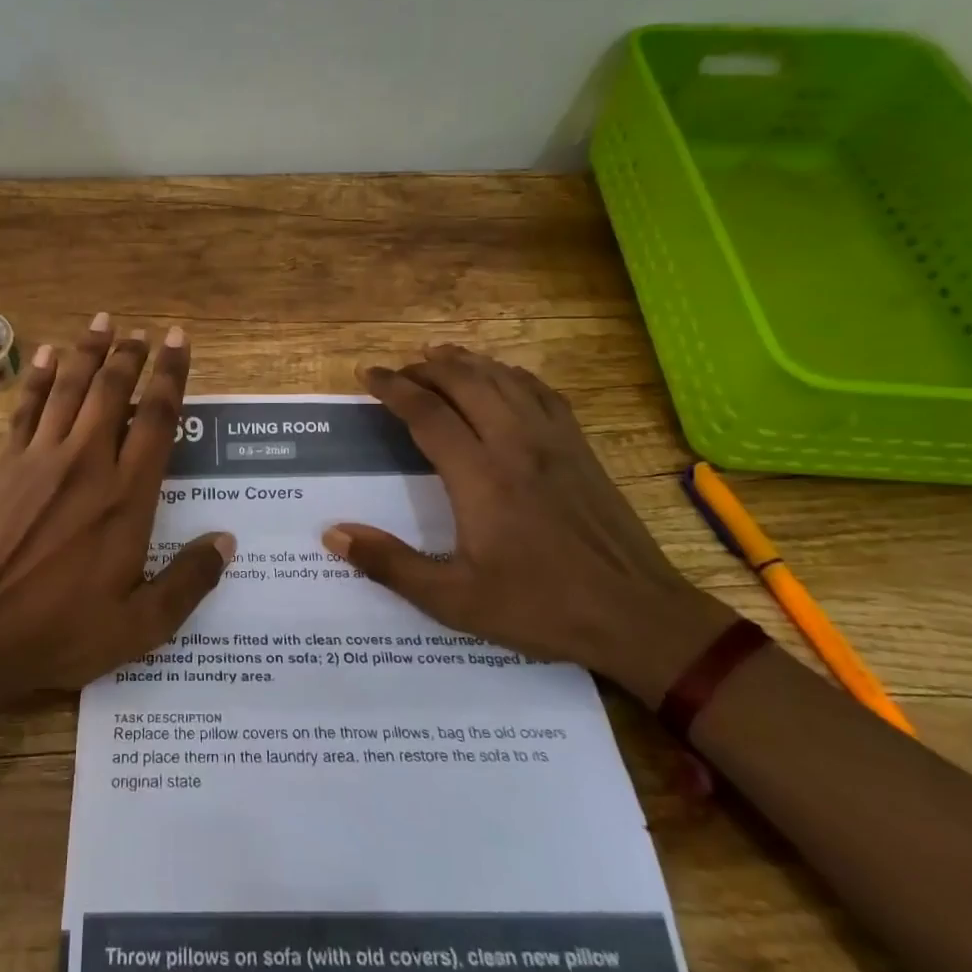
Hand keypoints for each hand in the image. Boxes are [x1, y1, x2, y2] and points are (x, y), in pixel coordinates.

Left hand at [0, 314, 233, 701]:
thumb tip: (226, 542)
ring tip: (104, 321)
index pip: (158, 419)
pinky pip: (27, 408)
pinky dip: (40, 377)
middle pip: (114, 391)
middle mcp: (87, 462)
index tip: (179, 341)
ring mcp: (40, 458)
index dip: (171, 375)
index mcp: (126, 496)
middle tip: (143, 330)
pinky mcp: (4, 464)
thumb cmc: (58, 631)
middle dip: (131, 354)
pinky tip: (49, 355)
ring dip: (89, 351)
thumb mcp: (139, 626)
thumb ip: (187, 582)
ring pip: (71, 388)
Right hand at [321, 344, 734, 702]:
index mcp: (480, 478)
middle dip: (427, 368)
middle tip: (400, 369)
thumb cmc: (540, 607)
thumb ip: (390, 565)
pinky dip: (512, 375)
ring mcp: (554, 442)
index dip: (394, 388)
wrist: (637, 616)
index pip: (428, 414)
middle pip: (466, 383)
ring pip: (504, 380)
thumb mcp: (454, 600)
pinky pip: (542, 393)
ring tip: (439, 355)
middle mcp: (515, 445)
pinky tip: (502, 377)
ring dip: (467, 362)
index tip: (369, 374)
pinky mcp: (581, 449)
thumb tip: (334, 535)